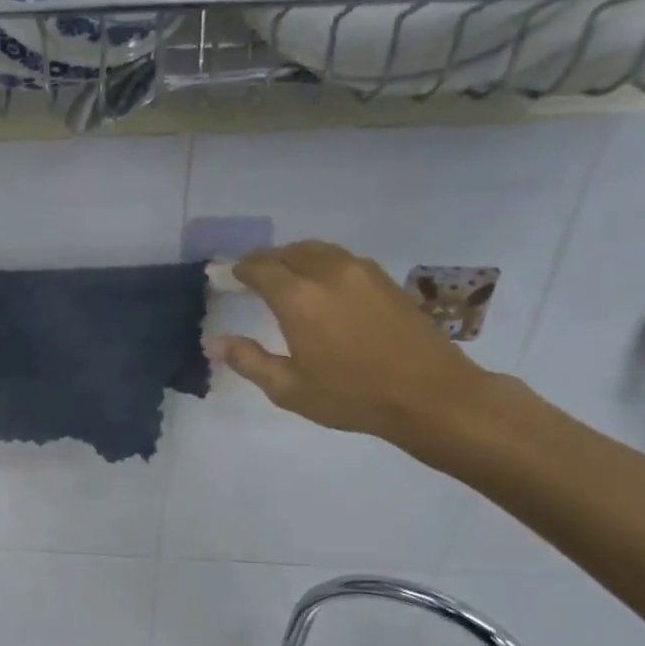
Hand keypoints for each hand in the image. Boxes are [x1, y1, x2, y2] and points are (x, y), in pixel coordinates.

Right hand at [210, 241, 491, 442]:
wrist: (429, 394)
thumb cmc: (351, 395)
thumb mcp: (289, 388)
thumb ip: (249, 360)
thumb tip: (215, 342)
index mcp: (299, 298)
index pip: (260, 269)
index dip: (238, 270)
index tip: (224, 276)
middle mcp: (328, 273)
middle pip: (288, 252)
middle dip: (264, 260)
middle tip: (248, 274)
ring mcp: (361, 272)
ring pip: (317, 250)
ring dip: (292, 257)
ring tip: (280, 274)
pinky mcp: (384, 280)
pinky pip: (340, 258)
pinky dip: (319, 262)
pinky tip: (317, 283)